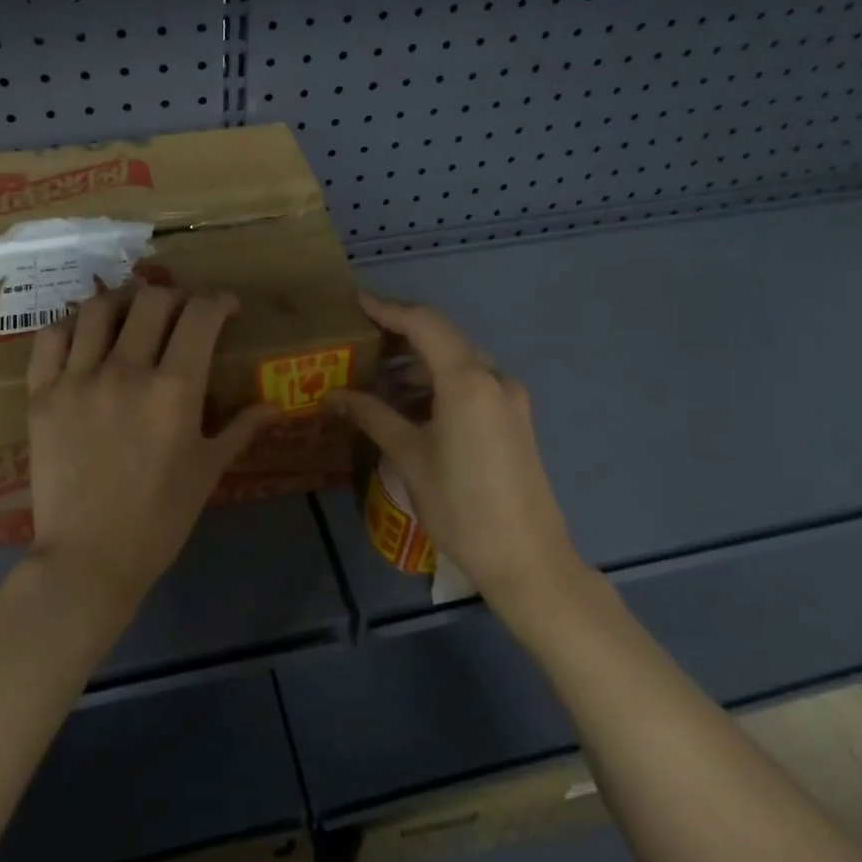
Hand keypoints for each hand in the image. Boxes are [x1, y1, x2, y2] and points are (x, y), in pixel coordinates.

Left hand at [23, 286, 277, 624]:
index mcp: (175, 389)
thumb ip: (241, 429)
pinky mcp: (41, 394)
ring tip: (132, 318)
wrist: (89, 558)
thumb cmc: (159, 518)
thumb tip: (274, 405)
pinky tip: (85, 337)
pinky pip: (51, 338)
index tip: (227, 309)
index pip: (201, 315)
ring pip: (99, 308)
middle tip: (182, 314)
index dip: (219, 301)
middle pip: (152, 300)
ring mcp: (78, 379)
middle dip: (177, 296)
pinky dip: (72, 326)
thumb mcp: (208, 471)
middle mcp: (126, 371)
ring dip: (124, 303)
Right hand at [325, 293, 587, 615]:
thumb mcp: (410, 458)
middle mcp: (494, 378)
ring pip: (458, 361)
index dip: (388, 308)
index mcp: (468, 381)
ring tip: (376, 375)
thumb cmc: (462, 507)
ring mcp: (509, 398)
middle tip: (359, 338)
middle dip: (401, 333)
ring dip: (419, 362)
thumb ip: (373, 416)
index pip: (424, 324)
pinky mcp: (514, 418)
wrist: (528, 560)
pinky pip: (471, 383)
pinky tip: (410, 403)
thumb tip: (333, 395)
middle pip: (443, 338)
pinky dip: (438, 382)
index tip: (355, 301)